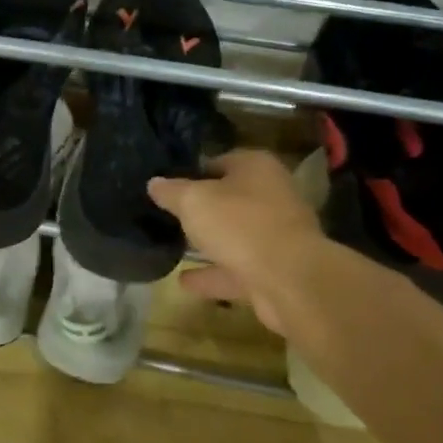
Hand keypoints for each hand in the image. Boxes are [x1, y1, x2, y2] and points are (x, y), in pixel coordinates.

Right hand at [147, 151, 322, 335]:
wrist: (289, 279)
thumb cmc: (239, 224)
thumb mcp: (193, 201)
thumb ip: (171, 191)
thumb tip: (154, 183)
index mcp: (256, 168)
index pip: (219, 161)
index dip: (191, 172)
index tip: (166, 186)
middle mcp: (271, 196)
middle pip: (229, 199)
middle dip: (202, 208)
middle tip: (167, 215)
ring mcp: (275, 236)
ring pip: (234, 236)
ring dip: (208, 243)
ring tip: (174, 247)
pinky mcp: (274, 270)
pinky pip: (235, 269)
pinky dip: (211, 275)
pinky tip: (183, 281)